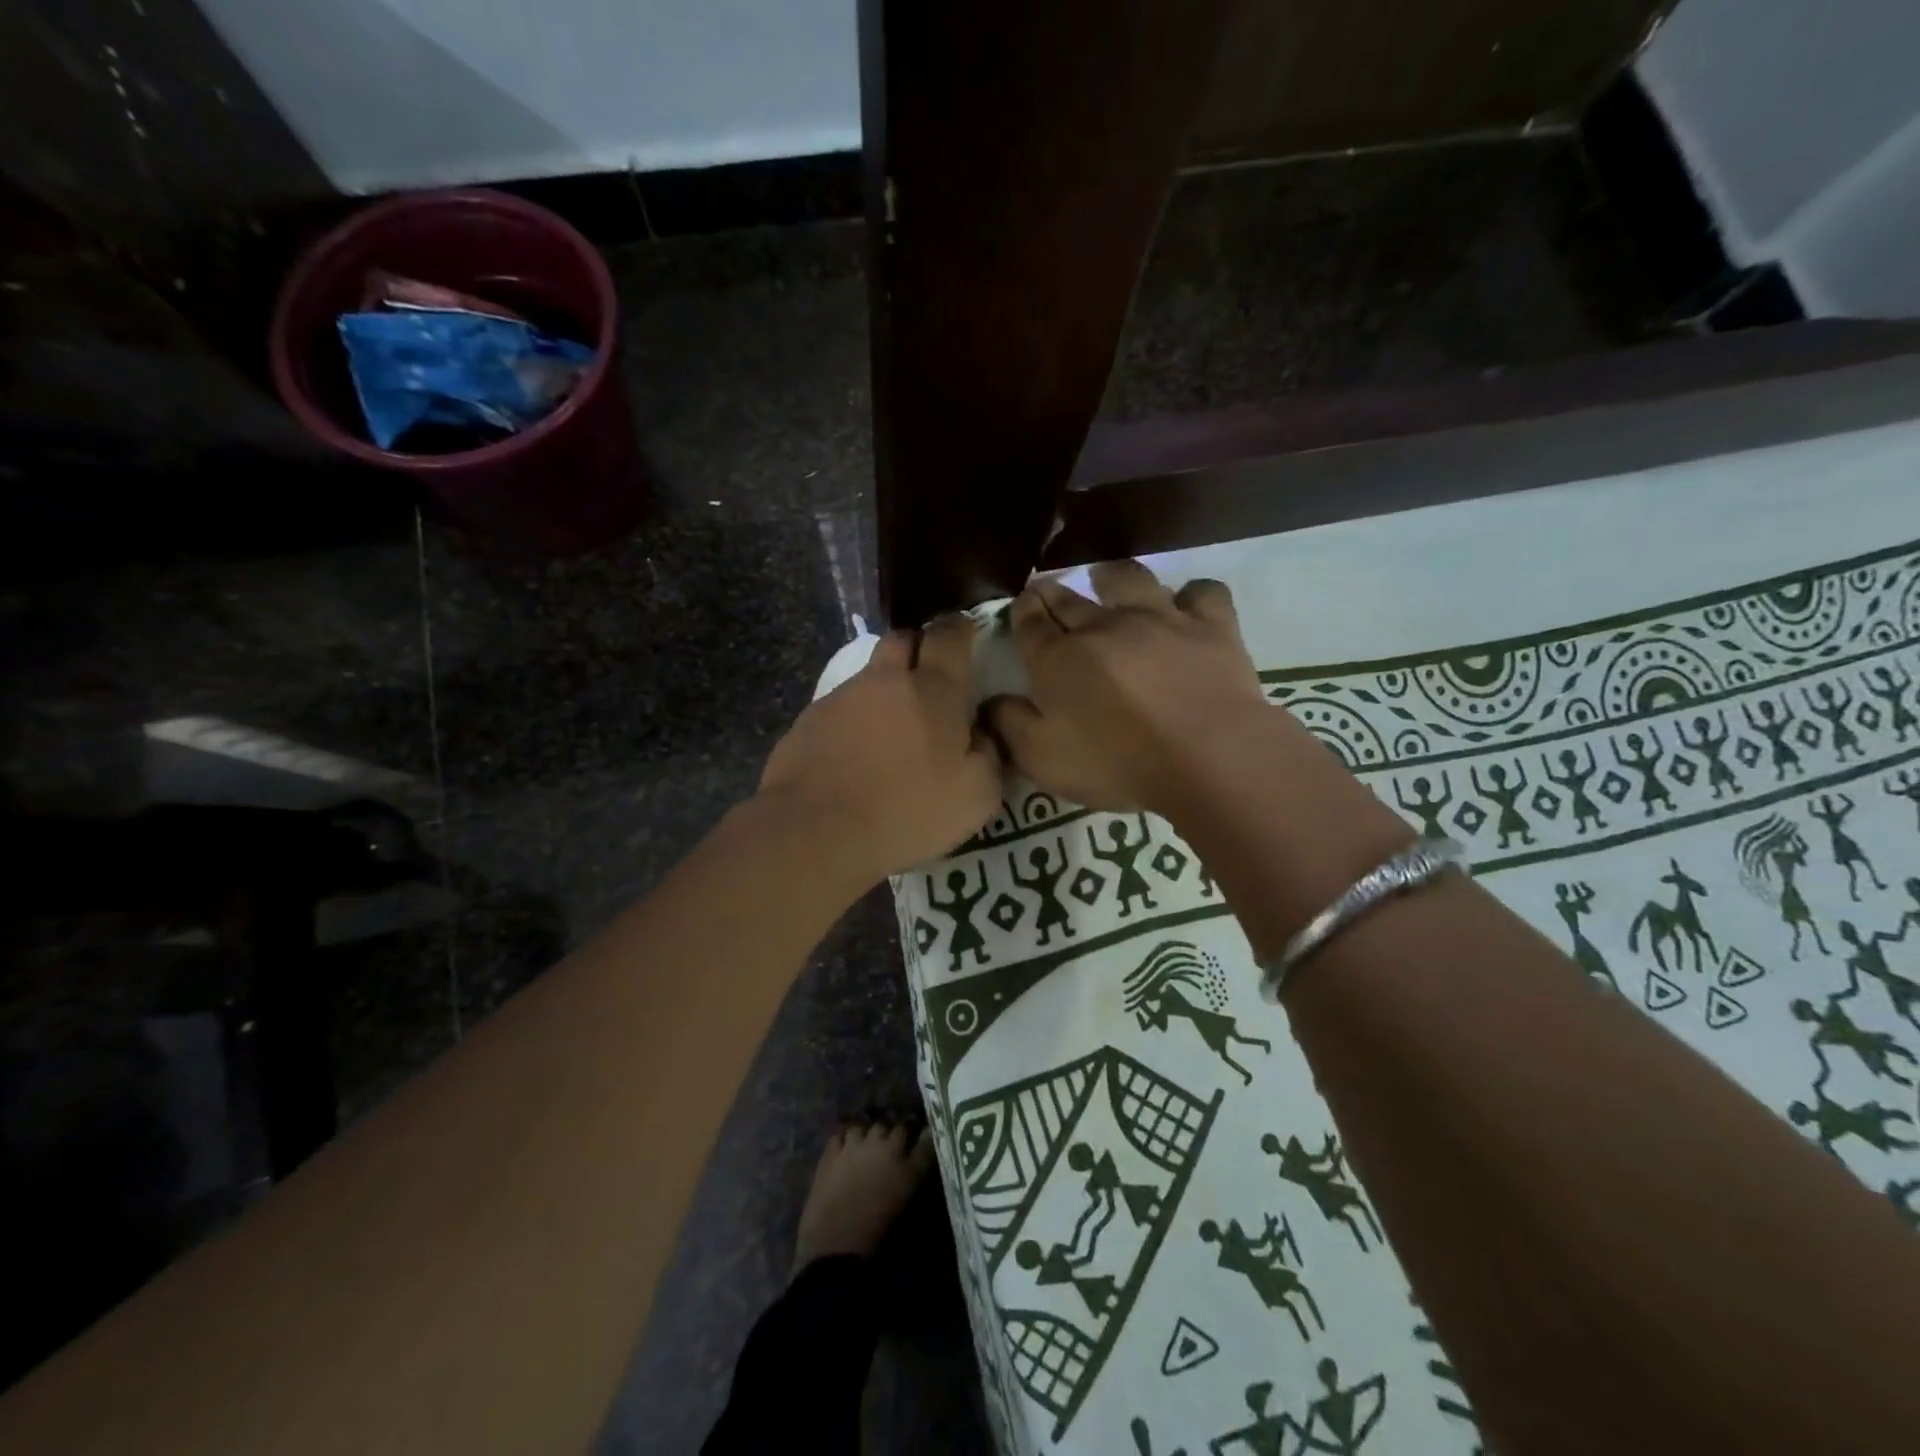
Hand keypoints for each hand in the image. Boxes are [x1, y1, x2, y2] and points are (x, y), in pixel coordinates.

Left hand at [760, 616, 1002, 880]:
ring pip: (870, 675)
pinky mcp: (808, 720)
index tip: (967, 634)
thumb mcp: (977, 795)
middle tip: (930, 675)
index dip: (961, 630)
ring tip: (891, 726)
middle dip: (919, 647)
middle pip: (903, 639)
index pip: (950, 637)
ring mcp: (841, 697)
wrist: (817, 829)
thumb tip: (980, 732)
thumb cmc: (908, 811)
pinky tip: (856, 753)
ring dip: (885, 688)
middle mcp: (886, 680)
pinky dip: (855, 719)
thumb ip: (989, 753)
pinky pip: (841, 707)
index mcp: (933, 690)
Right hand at [987, 560, 1274, 813]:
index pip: (1029, 623)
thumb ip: (1009, 725)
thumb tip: (990, 701)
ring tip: (1105, 577)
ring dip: (1112, 576)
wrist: (1207, 756)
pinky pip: (1201, 594)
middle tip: (1046, 590)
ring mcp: (1160, 619)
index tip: (1019, 604)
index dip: (1021, 611)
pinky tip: (1187, 606)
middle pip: (1070, 599)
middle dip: (1052, 592)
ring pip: (1129, 580)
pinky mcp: (1210, 626)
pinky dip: (1192, 596)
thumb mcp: (1042, 759)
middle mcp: (1104, 626)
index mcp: (1059, 658)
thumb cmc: (1116, 762)